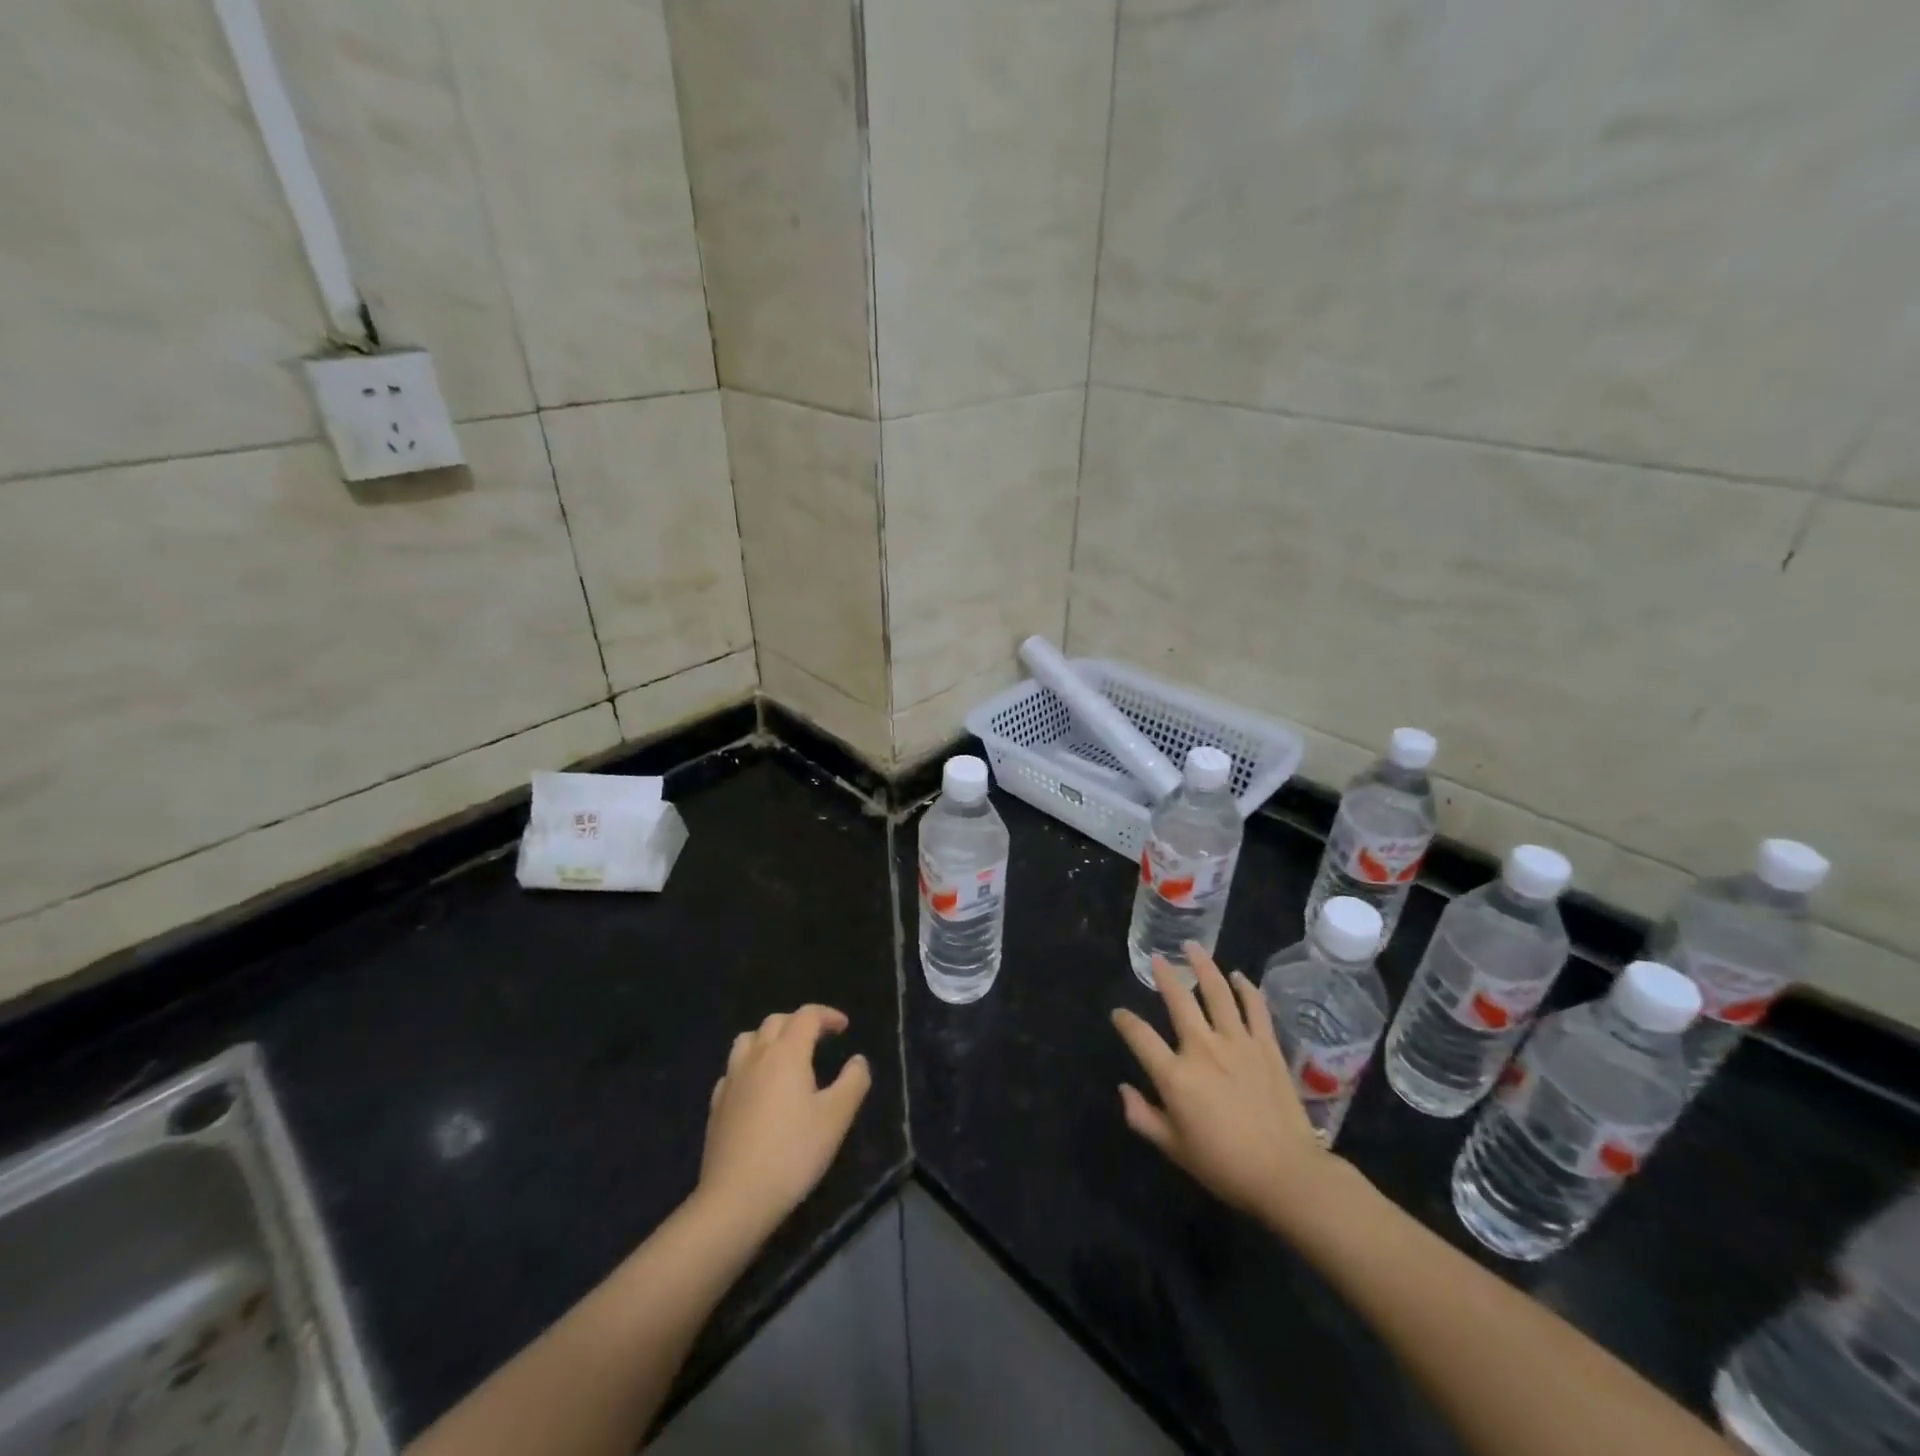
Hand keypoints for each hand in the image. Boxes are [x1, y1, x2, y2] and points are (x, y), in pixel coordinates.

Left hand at [698, 1005, 870, 1236]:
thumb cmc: (792, 1153)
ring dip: (769, 1038)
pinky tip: (758, 1087)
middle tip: (819, 1038)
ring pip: (748, 1040)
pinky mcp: (716, 1105)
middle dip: (799, 1022)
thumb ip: (853, 1082)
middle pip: (775, 1022)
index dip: (827, 1015)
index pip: (806, 1016)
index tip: (844, 1027)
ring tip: (785, 1056)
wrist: (735, 1199)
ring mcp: (731, 1080)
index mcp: (786, 1054)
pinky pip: (733, 1069)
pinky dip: (750, 1065)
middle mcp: (756, 1057)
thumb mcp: (836, 1118)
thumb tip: (858, 1060)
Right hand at [1111, 944, 1340, 1224]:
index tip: (1118, 1014)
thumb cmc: (1225, 1165)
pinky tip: (1239, 976)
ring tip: (1193, 947)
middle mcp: (1203, 1049)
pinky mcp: (1267, 1047)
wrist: (1286, 1175)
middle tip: (1157, 958)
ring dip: (1204, 966)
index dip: (1125, 1021)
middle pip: (1179, 1001)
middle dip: (1164, 976)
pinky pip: (1255, 1008)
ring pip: (1217, 992)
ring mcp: (1238, 1043)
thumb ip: (1143, 1117)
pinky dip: (1247, 989)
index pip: (1140, 1037)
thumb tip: (1124, 1090)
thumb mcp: (1174, 1149)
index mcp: (1175, 1076)